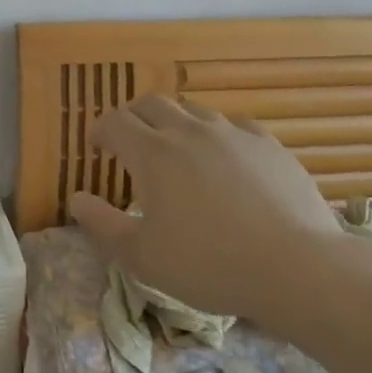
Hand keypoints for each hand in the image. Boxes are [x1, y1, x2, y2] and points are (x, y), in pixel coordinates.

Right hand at [69, 97, 342, 320]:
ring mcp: (233, 134)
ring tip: (176, 148)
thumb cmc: (209, 264)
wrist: (297, 267)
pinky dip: (217, 135)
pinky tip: (224, 158)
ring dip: (175, 123)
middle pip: (152, 104)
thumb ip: (102, 225)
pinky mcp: (269, 145)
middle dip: (133, 116)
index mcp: (153, 152)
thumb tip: (75, 199)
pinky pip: (234, 126)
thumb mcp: (142, 256)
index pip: (115, 122)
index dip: (100, 130)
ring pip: (193, 111)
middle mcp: (189, 131)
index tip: (97, 146)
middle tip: (129, 139)